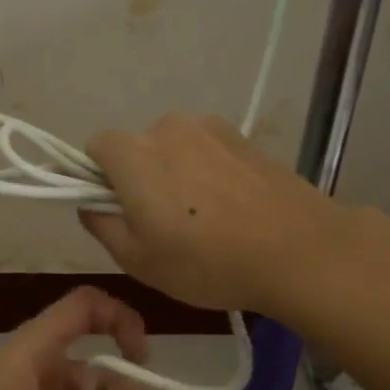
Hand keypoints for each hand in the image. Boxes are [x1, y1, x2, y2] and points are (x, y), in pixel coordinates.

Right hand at [79, 114, 348, 315]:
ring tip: (204, 220)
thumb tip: (91, 204)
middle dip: (139, 178)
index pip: (95, 147)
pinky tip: (231, 210)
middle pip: (137, 148)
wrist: (299, 250)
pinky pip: (207, 151)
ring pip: (174, 149)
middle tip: (162, 225)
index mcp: (134, 154)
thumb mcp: (138, 260)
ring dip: (176, 175)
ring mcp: (210, 128)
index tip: (117, 210)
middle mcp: (168, 128)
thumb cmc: (207, 262)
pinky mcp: (243, 138)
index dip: (97, 177)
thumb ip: (101, 225)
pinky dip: (207, 173)